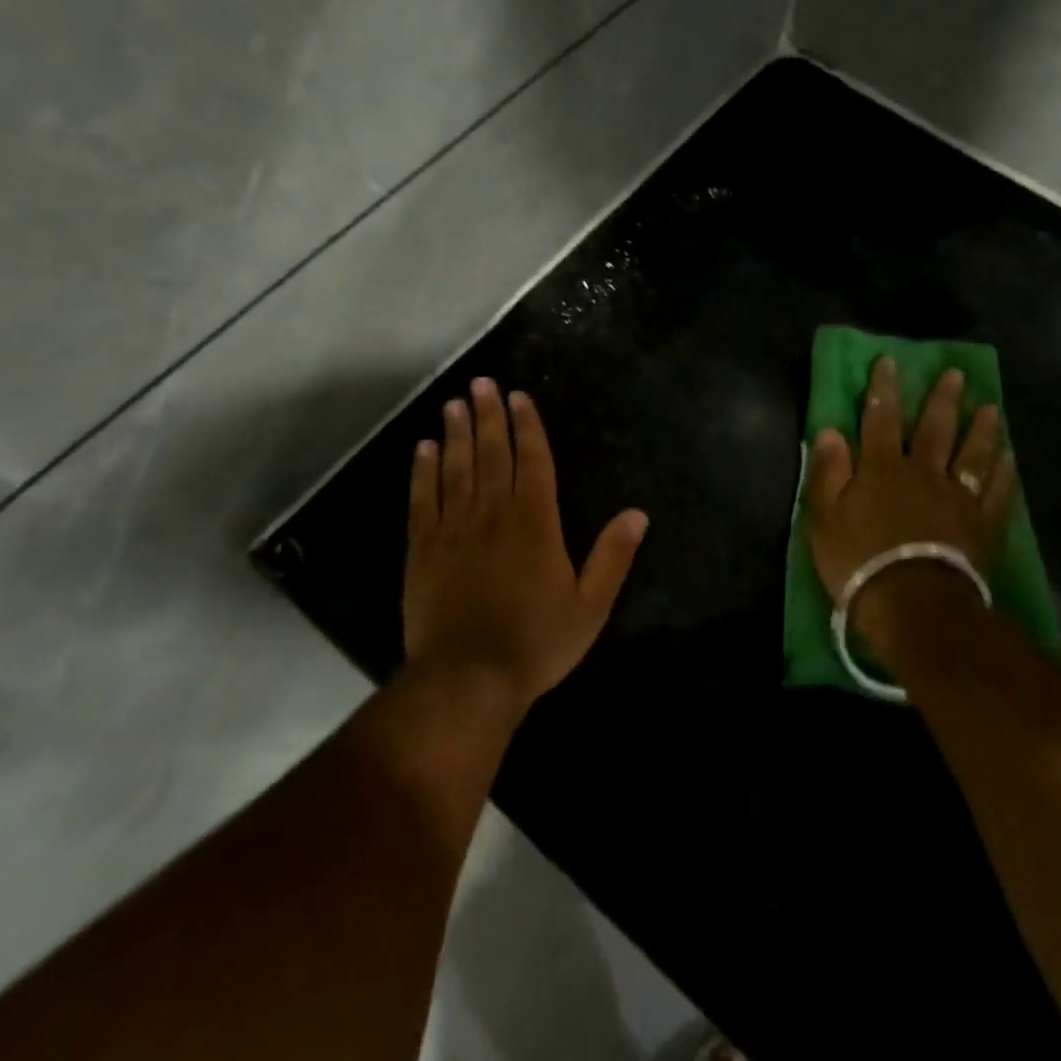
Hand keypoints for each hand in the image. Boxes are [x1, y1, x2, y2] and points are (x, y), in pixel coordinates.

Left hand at [403, 377, 648, 714]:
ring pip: (455, 468)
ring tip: (453, 403)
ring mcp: (455, 529)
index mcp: (536, 522)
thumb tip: (637, 513)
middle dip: (489, 415)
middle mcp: (494, 513)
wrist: (469, 679)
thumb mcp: (590, 605)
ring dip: (455, 433)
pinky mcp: (424, 549)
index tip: (519, 397)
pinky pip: (422, 500)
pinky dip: (423, 472)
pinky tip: (423, 449)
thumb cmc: (537, 642)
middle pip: (492, 453)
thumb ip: (612, 556)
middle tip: (481, 382)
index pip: (533, 460)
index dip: (527, 426)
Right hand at [806, 357, 1018, 658]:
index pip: (880, 419)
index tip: (889, 362)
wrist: (913, 604)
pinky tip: (1009, 457)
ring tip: (991, 407)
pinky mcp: (982, 524)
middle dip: (942, 399)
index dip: (883, 389)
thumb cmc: (858, 560)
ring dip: (981, 428)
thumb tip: (830, 430)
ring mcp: (957, 497)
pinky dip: (1004, 471)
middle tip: (955, 374)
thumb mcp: (824, 516)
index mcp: (881, 468)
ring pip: (972, 453)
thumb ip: (828, 471)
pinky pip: (997, 490)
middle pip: (934, 429)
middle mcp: (923, 472)